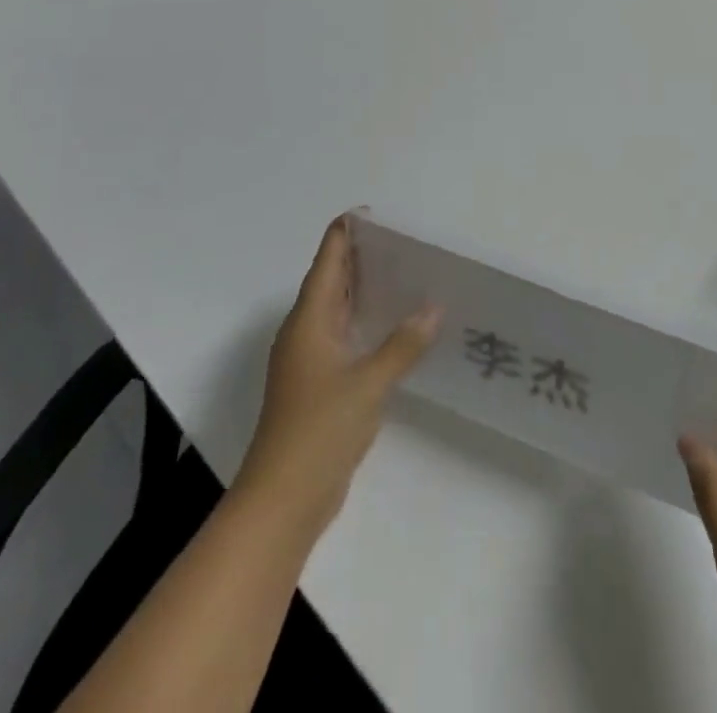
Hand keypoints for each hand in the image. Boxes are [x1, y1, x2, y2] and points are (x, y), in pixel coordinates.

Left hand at [233, 215, 440, 537]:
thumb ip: (402, 344)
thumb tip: (434, 308)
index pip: (328, 260)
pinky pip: (344, 336)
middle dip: (360, 256)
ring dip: (364, 289)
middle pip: (331, 280)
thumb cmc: (319, 430)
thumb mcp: (369, 383)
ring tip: (404, 272)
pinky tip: (394, 326)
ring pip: (337, 309)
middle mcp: (306, 332)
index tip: (376, 215)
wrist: (283, 500)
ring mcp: (310, 360)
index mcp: (309, 320)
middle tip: (402, 240)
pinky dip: (366, 321)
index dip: (346, 232)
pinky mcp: (319, 385)